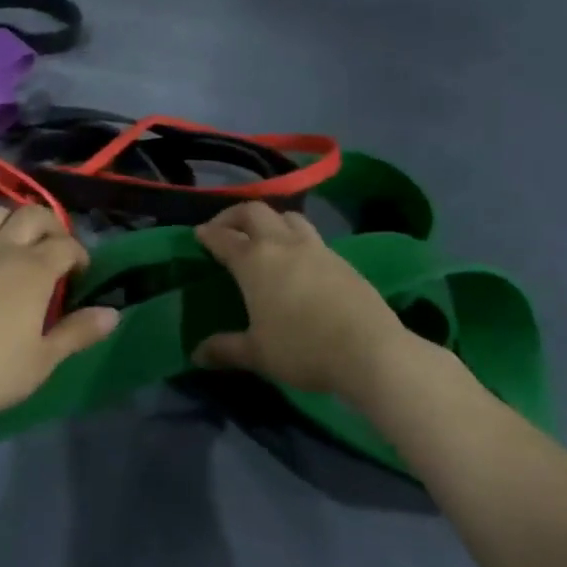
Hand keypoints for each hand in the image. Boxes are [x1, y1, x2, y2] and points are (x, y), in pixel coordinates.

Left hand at [0, 203, 118, 422]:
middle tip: (52, 247)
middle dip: (50, 225)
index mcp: (33, 270)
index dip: (79, 255)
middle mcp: (0, 248)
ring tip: (13, 243)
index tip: (79, 273)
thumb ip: (78, 332)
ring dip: (11, 221)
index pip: (67, 245)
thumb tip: (113, 312)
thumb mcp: (42, 360)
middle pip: (32, 214)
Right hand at [193, 203, 434, 401]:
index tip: (199, 234)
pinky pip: (312, 237)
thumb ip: (225, 349)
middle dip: (234, 215)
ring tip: (264, 238)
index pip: (223, 237)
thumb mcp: (257, 354)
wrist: (369, 350)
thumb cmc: (302, 348)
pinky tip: (298, 262)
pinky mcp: (342, 260)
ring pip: (288, 217)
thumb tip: (196, 355)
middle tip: (225, 229)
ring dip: (270, 221)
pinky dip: (296, 239)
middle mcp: (283, 245)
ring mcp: (316, 249)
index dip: (208, 234)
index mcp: (254, 261)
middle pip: (255, 211)